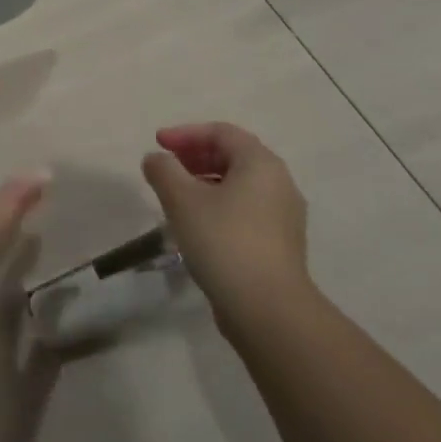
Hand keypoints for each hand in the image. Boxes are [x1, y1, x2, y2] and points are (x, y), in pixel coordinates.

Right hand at [141, 123, 310, 333]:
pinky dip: (219, 205)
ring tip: (176, 198)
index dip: (185, 133)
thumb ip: (164, 170)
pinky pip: (246, 210)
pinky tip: (197, 226)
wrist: (268, 309)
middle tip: (167, 168)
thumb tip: (156, 159)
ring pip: (240, 185)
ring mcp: (284, 215)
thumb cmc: (223, 241)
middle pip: (234, 156)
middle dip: (196, 156)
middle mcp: (279, 183)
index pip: (221, 132)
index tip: (157, 143)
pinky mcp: (281, 244)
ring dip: (205, 183)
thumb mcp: (182, 200)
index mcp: (260, 163)